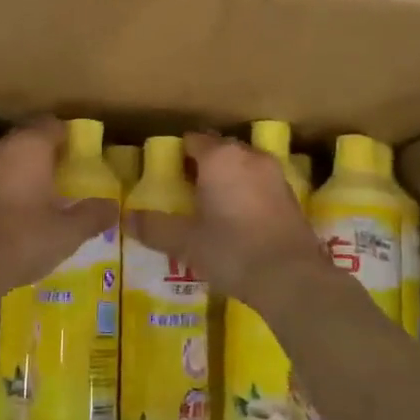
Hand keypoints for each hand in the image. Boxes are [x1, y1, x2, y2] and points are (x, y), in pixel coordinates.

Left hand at [0, 119, 119, 297]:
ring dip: (18, 169)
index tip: (77, 154)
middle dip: (42, 152)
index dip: (66, 136)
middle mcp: (0, 149)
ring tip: (36, 193)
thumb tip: (113, 207)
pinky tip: (9, 211)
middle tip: (61, 174)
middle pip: (25, 138)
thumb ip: (93, 215)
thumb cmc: (24, 238)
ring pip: (3, 158)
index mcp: (30, 147)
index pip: (51, 125)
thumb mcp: (69, 232)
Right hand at [127, 131, 325, 306]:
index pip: (192, 140)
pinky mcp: (291, 198)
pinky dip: (246, 195)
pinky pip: (259, 186)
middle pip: (219, 151)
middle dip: (201, 166)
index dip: (176, 155)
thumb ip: (155, 228)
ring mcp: (275, 176)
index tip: (164, 175)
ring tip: (210, 208)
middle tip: (183, 193)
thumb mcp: (185, 242)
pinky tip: (237, 221)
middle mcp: (249, 157)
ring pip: (242, 167)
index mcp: (220, 158)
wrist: (292, 278)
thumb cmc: (232, 250)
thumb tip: (128, 220)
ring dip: (226, 180)